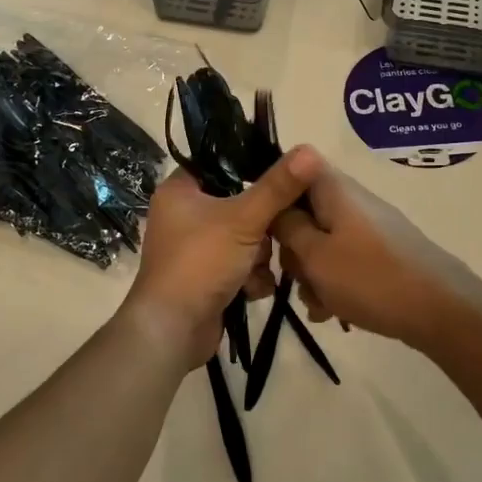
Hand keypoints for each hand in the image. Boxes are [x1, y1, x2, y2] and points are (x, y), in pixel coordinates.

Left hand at [119, 147, 319, 369]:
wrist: (172, 330)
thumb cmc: (200, 263)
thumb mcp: (244, 219)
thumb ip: (278, 186)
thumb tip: (309, 150)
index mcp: (180, 190)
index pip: (222, 164)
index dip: (253, 168)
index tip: (283, 179)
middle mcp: (184, 215)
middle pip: (241, 204)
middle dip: (263, 227)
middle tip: (272, 235)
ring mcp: (195, 248)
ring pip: (246, 238)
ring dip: (259, 257)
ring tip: (257, 270)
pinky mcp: (206, 277)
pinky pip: (240, 265)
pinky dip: (250, 278)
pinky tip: (252, 290)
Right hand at [272, 151, 481, 352]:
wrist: (442, 310)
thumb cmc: (370, 279)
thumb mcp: (315, 256)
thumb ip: (287, 227)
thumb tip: (274, 207)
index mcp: (334, 188)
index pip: (293, 167)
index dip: (273, 194)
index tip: (264, 230)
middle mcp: (352, 200)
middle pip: (305, 210)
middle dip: (292, 247)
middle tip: (294, 277)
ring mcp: (369, 226)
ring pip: (323, 241)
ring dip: (312, 272)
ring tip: (319, 305)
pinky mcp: (382, 252)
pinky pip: (344, 259)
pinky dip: (335, 282)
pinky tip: (335, 312)